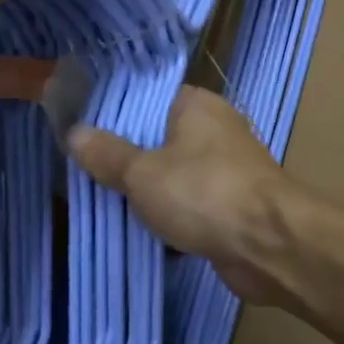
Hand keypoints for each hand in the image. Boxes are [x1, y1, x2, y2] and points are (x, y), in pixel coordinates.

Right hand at [68, 87, 294, 306]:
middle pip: (158, 138)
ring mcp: (225, 170)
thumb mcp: (143, 173)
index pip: (148, 97)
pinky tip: (136, 231)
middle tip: (82, 171)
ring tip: (100, 201)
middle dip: (124, 158)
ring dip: (145, 193)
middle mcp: (214, 131)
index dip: (114, 112)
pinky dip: (167, 218)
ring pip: (172, 176)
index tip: (81, 130)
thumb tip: (74, 133)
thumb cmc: (204, 193)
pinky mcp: (230, 207)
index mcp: (196, 105)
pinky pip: (188, 206)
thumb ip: (108, 154)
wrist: (269, 245)